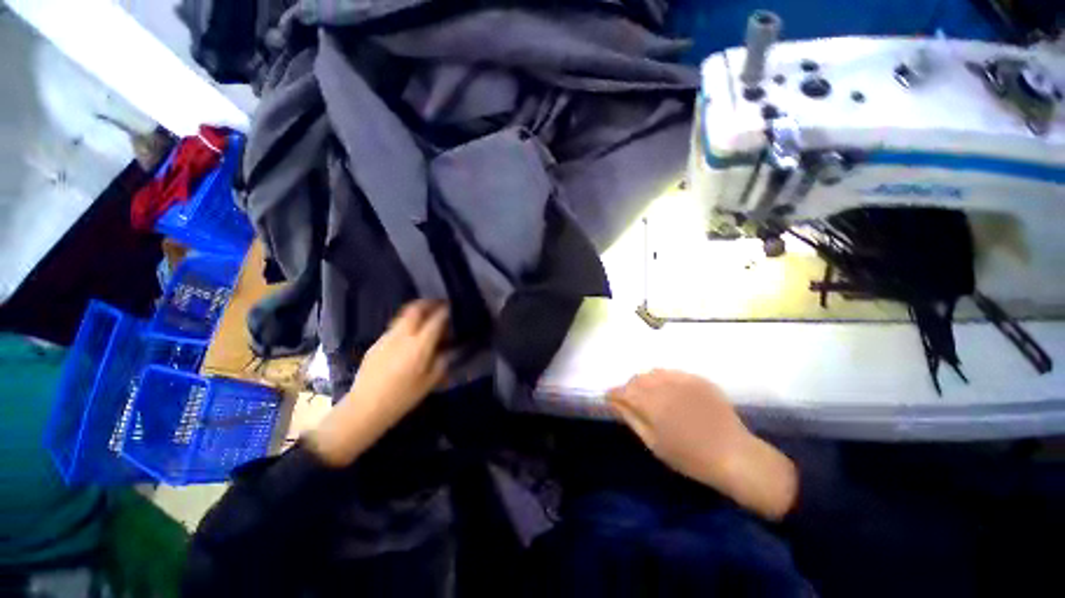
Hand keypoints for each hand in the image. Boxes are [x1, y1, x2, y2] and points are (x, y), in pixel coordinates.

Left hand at [310, 301, 449, 466]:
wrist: (365, 407)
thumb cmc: (403, 397)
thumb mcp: (430, 381)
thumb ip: (442, 360)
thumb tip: (447, 347)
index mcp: (419, 345)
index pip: (436, 319)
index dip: (445, 311)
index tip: (452, 308)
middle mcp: (403, 335)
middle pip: (416, 308)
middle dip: (429, 303)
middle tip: (438, 305)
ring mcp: (387, 337)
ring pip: (404, 315)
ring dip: (417, 312)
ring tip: (426, 318)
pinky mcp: (376, 343)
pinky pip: (395, 326)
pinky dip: (406, 324)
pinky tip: (409, 336)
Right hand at [608, 370, 797, 519]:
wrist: (733, 455)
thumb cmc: (689, 457)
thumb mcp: (654, 443)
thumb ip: (631, 418)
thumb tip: (614, 402)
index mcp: (651, 403)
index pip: (623, 391)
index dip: (613, 394)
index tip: (610, 398)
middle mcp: (664, 385)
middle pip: (637, 378)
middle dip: (629, 388)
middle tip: (632, 401)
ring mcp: (683, 379)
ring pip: (654, 372)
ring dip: (646, 381)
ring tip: (651, 396)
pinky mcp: (698, 379)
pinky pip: (673, 373)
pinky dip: (665, 380)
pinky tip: (670, 393)